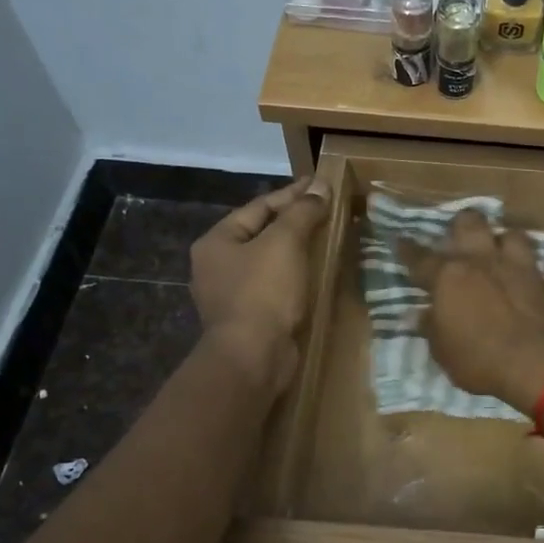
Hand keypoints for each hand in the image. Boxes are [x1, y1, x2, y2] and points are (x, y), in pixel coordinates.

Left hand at [190, 176, 331, 391]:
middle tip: (326, 210)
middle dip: (294, 221)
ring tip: (326, 239)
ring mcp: (230, 295)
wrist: (253, 357)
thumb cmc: (263, 292)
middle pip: (261, 232)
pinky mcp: (248, 318)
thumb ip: (302, 212)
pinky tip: (315, 274)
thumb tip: (320, 186)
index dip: (292, 194)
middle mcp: (217, 265)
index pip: (259, 207)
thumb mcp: (285, 243)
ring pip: (268, 261)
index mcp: (217, 241)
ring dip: (296, 250)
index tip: (321, 185)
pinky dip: (294, 276)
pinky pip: (274, 286)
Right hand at [398, 210, 543, 412]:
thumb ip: (430, 327)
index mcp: (446, 276)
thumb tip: (420, 314)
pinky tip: (517, 269)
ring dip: (498, 238)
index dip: (407, 249)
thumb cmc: (479, 359)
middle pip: (467, 222)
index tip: (401, 240)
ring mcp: (512, 264)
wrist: (535, 362)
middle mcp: (478, 260)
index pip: (419, 257)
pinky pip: (529, 254)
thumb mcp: (442, 350)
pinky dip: (521, 258)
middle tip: (456, 239)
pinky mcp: (538, 276)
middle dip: (459, 226)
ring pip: (505, 231)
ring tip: (494, 251)